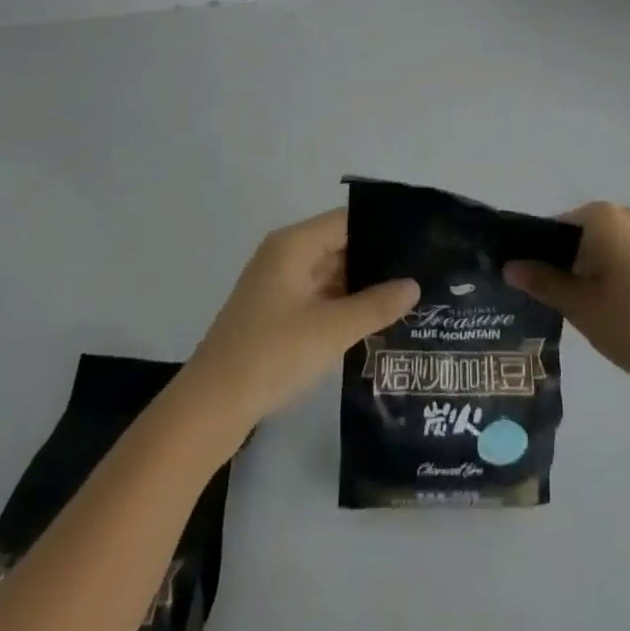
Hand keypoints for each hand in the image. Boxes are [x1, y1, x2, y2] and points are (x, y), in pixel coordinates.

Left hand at [183, 209, 418, 433]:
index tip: (419, 242)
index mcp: (294, 244)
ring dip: (360, 287)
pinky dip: (342, 306)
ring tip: (405, 298)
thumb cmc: (271, 355)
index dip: (382, 229)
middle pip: (339, 245)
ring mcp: (277, 286)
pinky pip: (318, 297)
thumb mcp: (331, 330)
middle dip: (376, 261)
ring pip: (330, 274)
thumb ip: (376, 305)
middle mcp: (284, 255)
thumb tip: (414, 285)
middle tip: (420, 274)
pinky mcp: (274, 314)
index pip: (347, 221)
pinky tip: (372, 321)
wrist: (209, 409)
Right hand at [505, 201, 629, 395]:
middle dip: (557, 268)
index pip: (550, 229)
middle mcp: (622, 215)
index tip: (521, 287)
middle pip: (574, 239)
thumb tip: (510, 266)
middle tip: (543, 306)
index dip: (532, 257)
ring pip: (597, 252)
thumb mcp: (580, 306)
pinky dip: (605, 280)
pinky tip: (603, 314)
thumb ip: (543, 283)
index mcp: (600, 216)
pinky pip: (619, 261)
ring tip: (570, 314)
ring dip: (581, 276)